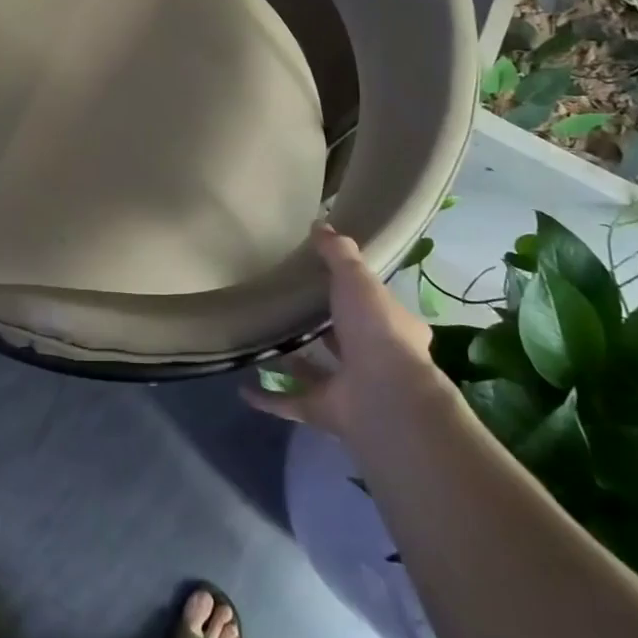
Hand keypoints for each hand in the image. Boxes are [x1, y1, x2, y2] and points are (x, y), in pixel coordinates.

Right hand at [243, 224, 440, 439]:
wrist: (383, 395)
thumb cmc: (375, 329)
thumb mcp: (357, 278)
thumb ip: (338, 253)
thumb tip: (320, 224)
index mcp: (394, 328)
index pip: (378, 308)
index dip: (359, 296)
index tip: (331, 283)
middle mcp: (377, 361)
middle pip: (347, 342)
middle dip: (325, 331)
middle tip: (291, 310)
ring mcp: (351, 390)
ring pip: (317, 374)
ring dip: (294, 364)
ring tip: (263, 343)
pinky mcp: (326, 413)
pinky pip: (291, 403)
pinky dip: (268, 398)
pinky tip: (243, 387)